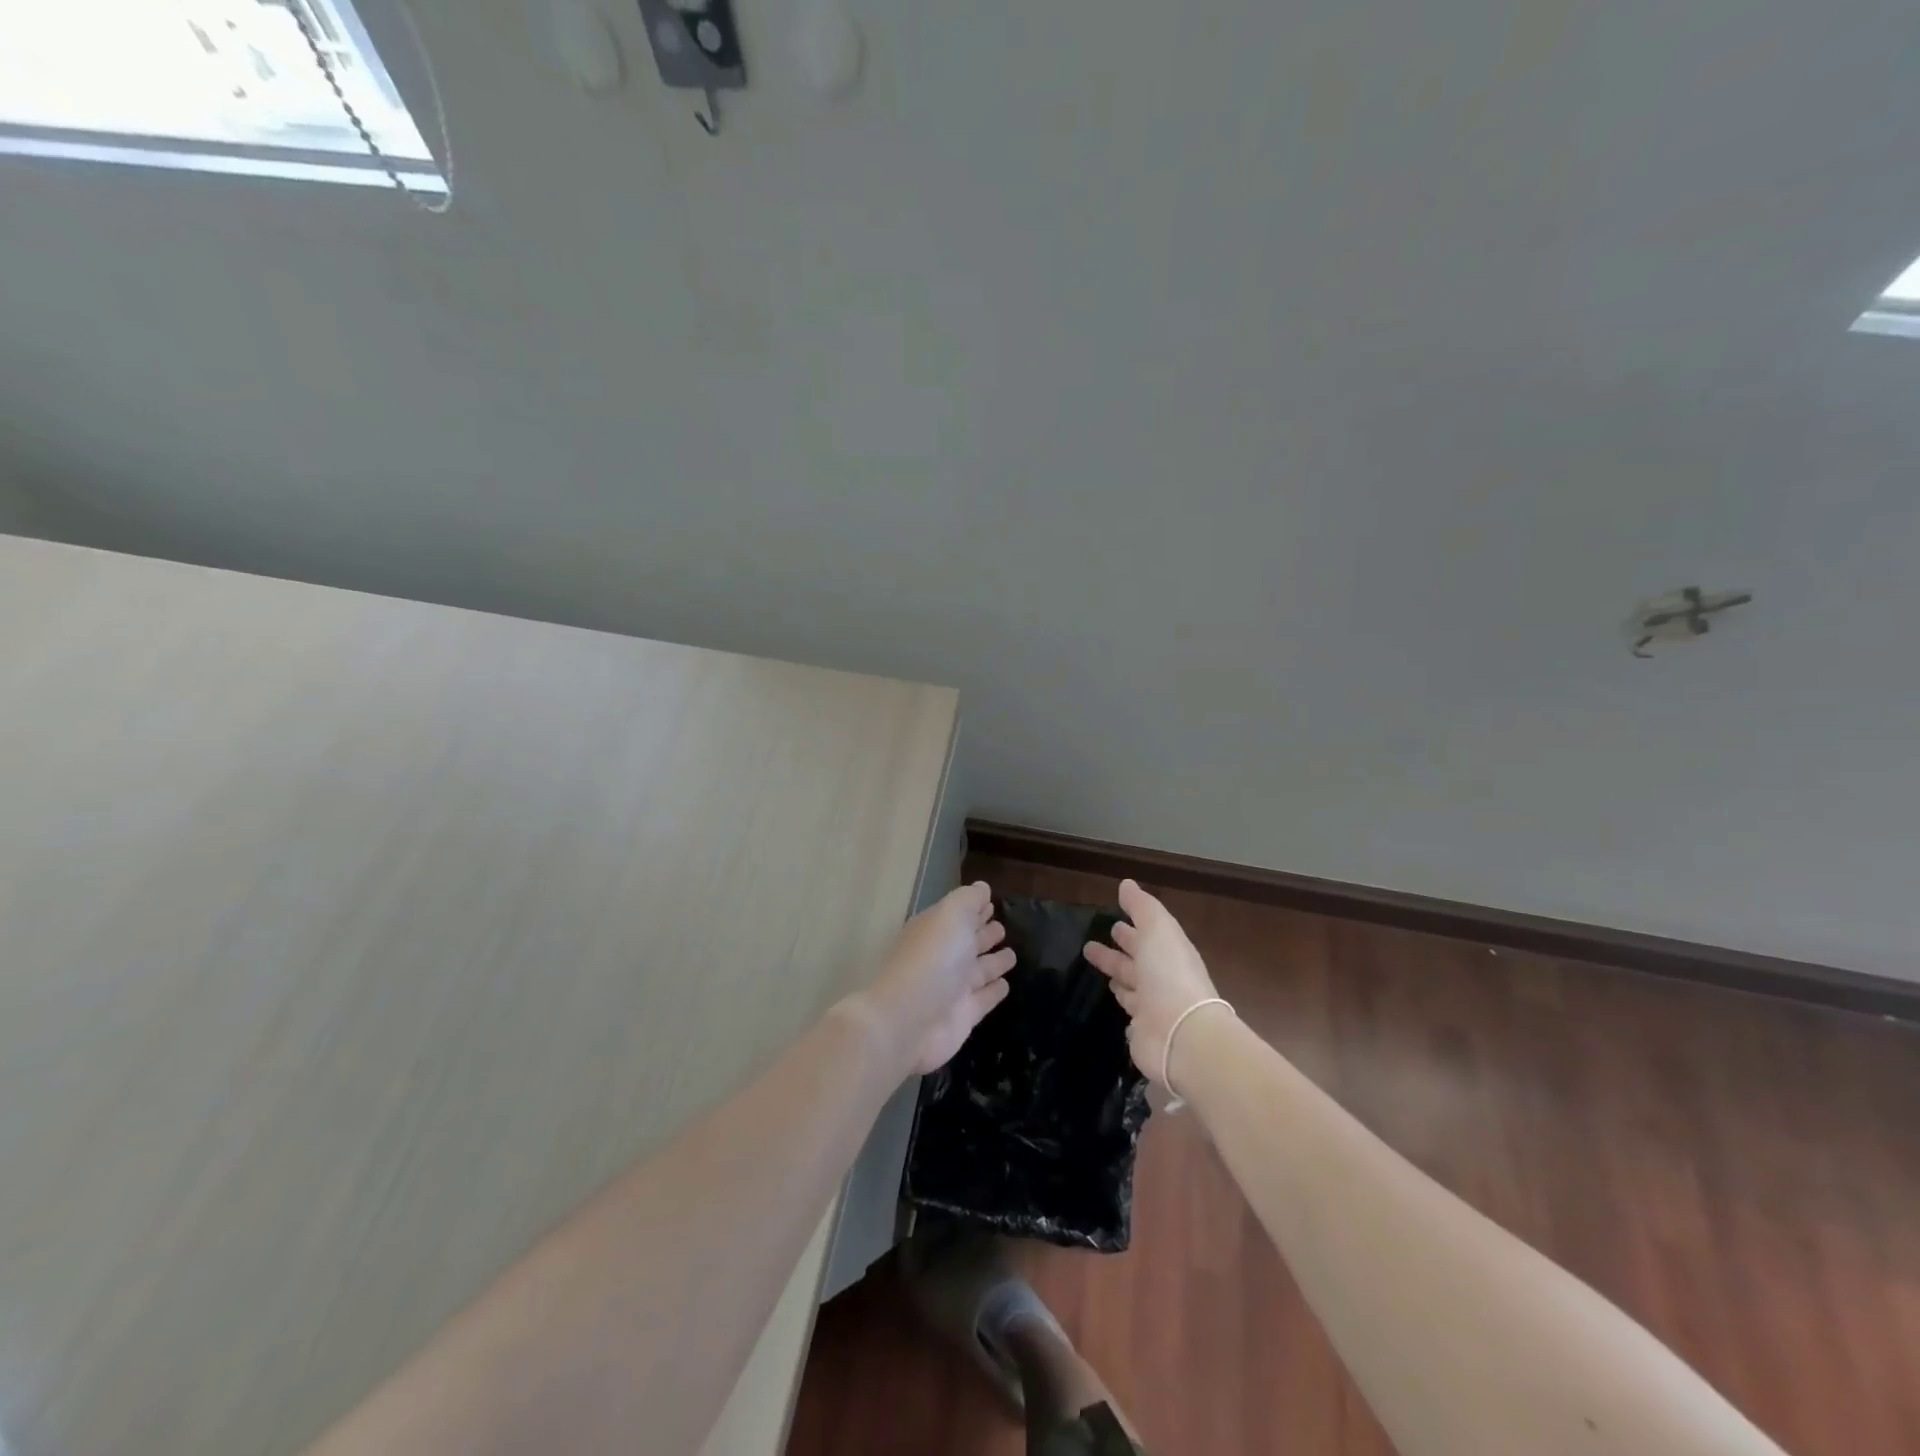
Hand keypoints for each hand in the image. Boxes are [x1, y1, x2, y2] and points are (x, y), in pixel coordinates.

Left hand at [857, 882, 1016, 1074]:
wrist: (908, 1021)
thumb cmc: (932, 959)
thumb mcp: (951, 916)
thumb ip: (969, 900)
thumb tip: (983, 887)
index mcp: (935, 930)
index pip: (958, 915)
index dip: (974, 908)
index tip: (991, 902)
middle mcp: (943, 957)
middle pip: (967, 942)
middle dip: (984, 934)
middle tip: (1002, 928)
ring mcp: (952, 988)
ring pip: (979, 970)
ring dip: (994, 962)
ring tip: (1012, 954)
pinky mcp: (963, 1016)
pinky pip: (984, 998)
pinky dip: (995, 991)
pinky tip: (1006, 984)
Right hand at [1084, 879, 1222, 1085]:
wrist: (1181, 1035)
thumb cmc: (1169, 976)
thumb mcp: (1158, 930)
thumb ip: (1142, 907)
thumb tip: (1126, 884)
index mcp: (1170, 952)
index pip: (1148, 936)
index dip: (1132, 928)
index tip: (1112, 922)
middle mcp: (1163, 978)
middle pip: (1136, 961)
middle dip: (1118, 950)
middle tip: (1090, 944)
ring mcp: (1153, 1005)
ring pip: (1130, 984)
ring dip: (1115, 973)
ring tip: (1093, 963)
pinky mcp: (1143, 1029)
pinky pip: (1130, 1011)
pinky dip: (1121, 1000)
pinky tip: (1109, 996)